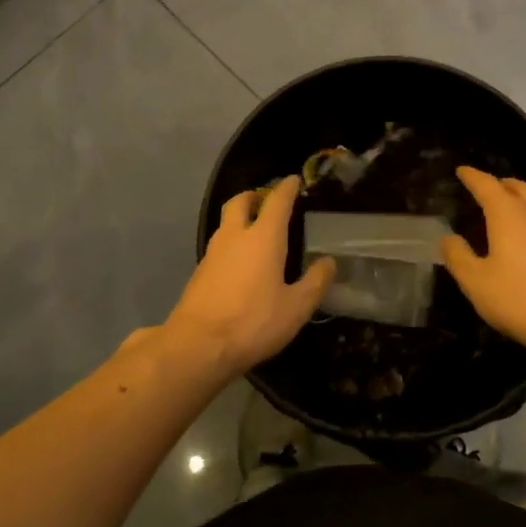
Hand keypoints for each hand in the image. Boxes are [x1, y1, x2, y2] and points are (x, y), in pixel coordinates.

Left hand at [166, 177, 334, 373]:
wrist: (197, 346)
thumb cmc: (253, 322)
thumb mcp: (296, 307)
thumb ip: (315, 282)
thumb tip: (328, 262)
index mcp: (263, 237)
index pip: (276, 201)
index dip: (287, 188)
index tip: (294, 180)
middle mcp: (235, 237)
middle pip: (240, 202)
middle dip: (254, 196)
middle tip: (267, 201)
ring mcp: (212, 253)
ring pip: (226, 223)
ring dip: (240, 219)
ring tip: (256, 232)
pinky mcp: (199, 273)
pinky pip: (219, 246)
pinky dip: (232, 243)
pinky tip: (241, 263)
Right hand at [440, 167, 525, 351]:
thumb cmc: (517, 297)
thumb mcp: (475, 280)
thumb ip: (458, 256)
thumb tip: (448, 238)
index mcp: (508, 215)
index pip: (487, 185)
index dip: (472, 177)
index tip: (461, 171)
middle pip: (517, 188)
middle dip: (500, 183)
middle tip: (485, 187)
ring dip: (519, 198)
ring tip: (505, 207)